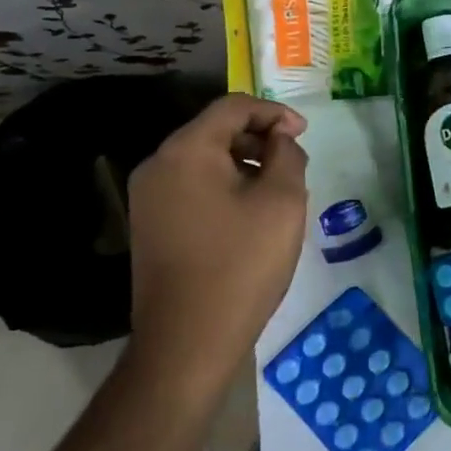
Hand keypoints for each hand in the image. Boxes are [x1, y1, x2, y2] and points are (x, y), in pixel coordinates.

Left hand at [126, 95, 308, 397]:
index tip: (303, 134)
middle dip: (258, 139)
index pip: (233, 107)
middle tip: (293, 163)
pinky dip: (223, 186)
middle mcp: (158, 165)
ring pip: (203, 160)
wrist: (187, 343)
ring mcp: (148, 198)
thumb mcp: (282, 202)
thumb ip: (287, 155)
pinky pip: (191, 187)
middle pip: (214, 131)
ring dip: (243, 164)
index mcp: (186, 150)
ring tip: (276, 191)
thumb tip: (280, 139)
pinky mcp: (149, 225)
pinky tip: (248, 215)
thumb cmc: (241, 265)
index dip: (273, 112)